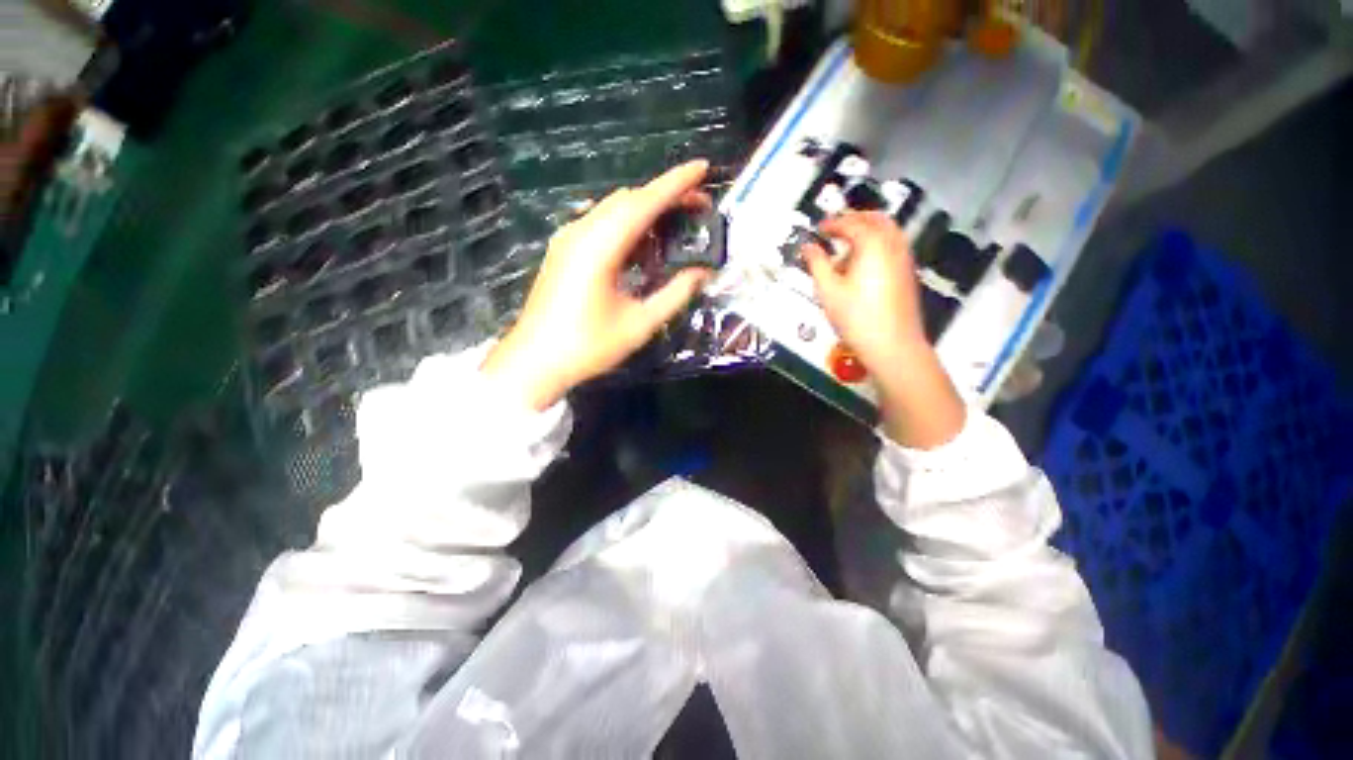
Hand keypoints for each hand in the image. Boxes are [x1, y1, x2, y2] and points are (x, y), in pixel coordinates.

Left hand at [481, 161, 713, 409]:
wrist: (535, 361)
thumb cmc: (587, 347)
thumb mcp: (639, 324)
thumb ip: (674, 295)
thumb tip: (702, 273)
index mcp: (599, 247)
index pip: (644, 203)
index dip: (676, 183)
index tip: (703, 168)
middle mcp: (581, 232)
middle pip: (628, 200)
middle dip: (665, 197)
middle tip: (698, 207)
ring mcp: (568, 239)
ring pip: (613, 210)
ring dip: (646, 211)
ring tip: (675, 226)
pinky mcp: (564, 250)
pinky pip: (600, 225)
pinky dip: (627, 227)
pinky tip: (643, 247)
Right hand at [801, 211, 964, 447]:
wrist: (892, 344)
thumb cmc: (856, 317)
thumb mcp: (828, 290)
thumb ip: (816, 264)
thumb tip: (808, 247)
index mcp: (872, 244)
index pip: (851, 224)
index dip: (832, 223)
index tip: (818, 228)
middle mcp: (893, 245)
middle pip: (876, 219)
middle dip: (855, 218)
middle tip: (835, 227)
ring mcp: (904, 259)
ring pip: (889, 231)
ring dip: (868, 229)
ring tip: (847, 244)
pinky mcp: (907, 273)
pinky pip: (893, 245)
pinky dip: (878, 243)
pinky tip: (863, 263)